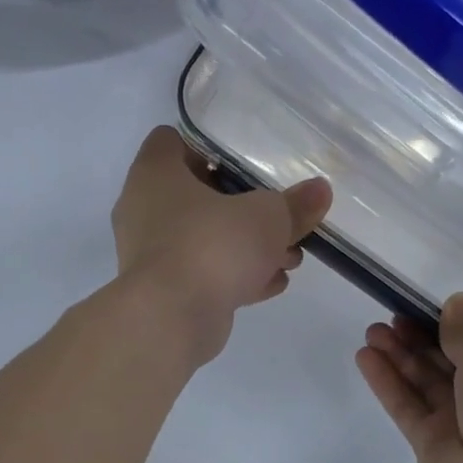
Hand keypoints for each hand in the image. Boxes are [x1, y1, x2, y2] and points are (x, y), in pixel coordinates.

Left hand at [112, 127, 331, 364]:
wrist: (170, 320)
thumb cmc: (211, 246)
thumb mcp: (267, 218)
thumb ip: (294, 205)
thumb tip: (319, 191)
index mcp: (154, 174)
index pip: (170, 141)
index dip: (206, 147)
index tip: (242, 162)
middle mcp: (143, 210)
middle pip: (195, 195)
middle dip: (242, 208)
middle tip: (278, 218)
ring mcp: (150, 254)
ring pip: (203, 239)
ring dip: (244, 247)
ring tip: (289, 258)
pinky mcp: (162, 292)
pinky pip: (203, 274)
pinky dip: (233, 277)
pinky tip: (272, 284)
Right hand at [356, 294, 462, 462]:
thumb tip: (459, 303)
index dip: (454, 327)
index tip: (425, 309)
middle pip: (450, 363)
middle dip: (420, 339)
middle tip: (390, 318)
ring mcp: (461, 425)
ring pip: (424, 383)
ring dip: (399, 356)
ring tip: (371, 332)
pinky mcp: (430, 445)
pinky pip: (406, 406)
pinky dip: (387, 382)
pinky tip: (365, 358)